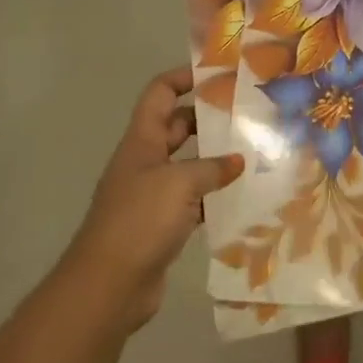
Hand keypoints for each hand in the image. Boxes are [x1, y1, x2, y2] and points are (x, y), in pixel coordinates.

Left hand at [62, 66, 242, 334]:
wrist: (108, 288)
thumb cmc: (139, 221)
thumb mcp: (180, 184)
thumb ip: (212, 168)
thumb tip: (238, 161)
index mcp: (142, 141)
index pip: (160, 93)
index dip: (184, 77)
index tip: (218, 74)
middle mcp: (146, 162)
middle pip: (178, 126)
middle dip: (209, 118)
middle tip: (247, 113)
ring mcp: (153, 194)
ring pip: (189, 164)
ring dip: (216, 159)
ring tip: (254, 151)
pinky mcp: (163, 225)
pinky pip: (193, 199)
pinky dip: (214, 196)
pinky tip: (242, 196)